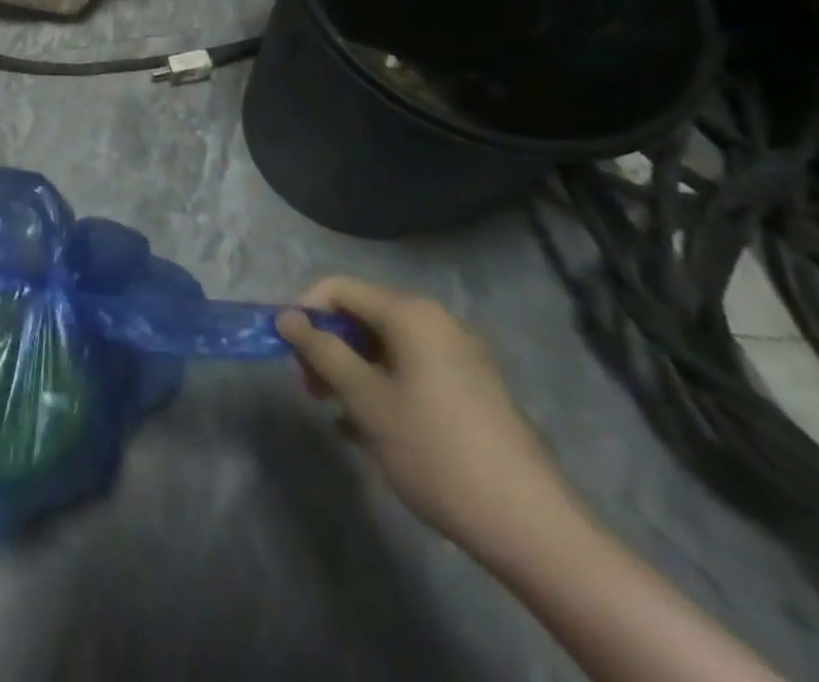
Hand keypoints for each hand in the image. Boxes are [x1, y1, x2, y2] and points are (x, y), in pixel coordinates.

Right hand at [279, 276, 575, 556]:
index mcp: (411, 314)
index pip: (338, 289)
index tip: (289, 354)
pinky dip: (384, 388)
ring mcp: (460, 357)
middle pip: (362, 316)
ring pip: (385, 348)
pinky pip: (411, 371)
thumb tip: (286, 318)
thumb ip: (321, 352)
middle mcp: (437, 323)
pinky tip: (373, 432)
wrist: (532, 528)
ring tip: (340, 416)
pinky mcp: (473, 391)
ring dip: (353, 373)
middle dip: (329, 348)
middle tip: (311, 390)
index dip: (305, 314)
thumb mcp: (365, 399)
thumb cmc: (435, 451)